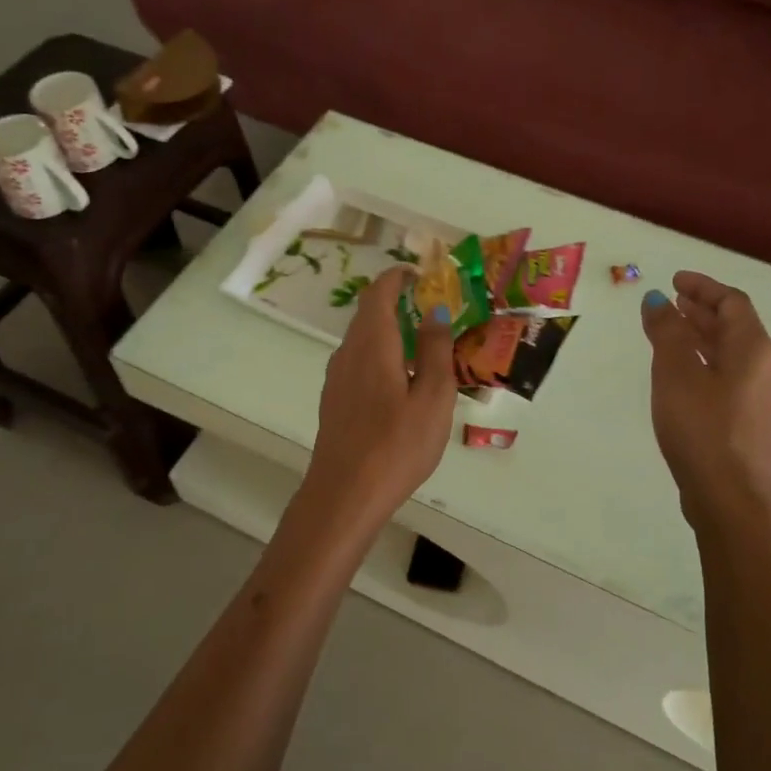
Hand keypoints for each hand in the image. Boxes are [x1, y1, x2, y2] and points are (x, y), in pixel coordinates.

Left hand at [304, 266, 456, 529]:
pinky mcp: (334, 401)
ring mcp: (336, 378)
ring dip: (389, 332)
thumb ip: (435, 351)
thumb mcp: (433, 397)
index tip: (422, 276)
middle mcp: (348, 353)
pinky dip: (380, 356)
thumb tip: (434, 313)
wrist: (345, 494)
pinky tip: (400, 384)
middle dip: (397, 303)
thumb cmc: (396, 445)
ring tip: (422, 349)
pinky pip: (358, 363)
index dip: (398, 277)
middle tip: (432, 312)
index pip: (379, 292)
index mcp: (372, 344)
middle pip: (368, 314)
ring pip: (362, 340)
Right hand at [640, 272, 770, 508]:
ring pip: (729, 352)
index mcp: (752, 348)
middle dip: (702, 309)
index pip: (732, 302)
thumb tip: (657, 300)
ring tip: (670, 331)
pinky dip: (703, 361)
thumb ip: (666, 332)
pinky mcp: (746, 420)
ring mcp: (758, 396)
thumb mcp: (675, 373)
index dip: (703, 287)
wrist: (728, 495)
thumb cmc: (701, 427)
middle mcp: (763, 366)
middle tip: (671, 301)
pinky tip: (680, 373)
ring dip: (701, 335)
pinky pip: (726, 375)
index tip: (675, 280)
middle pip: (734, 326)